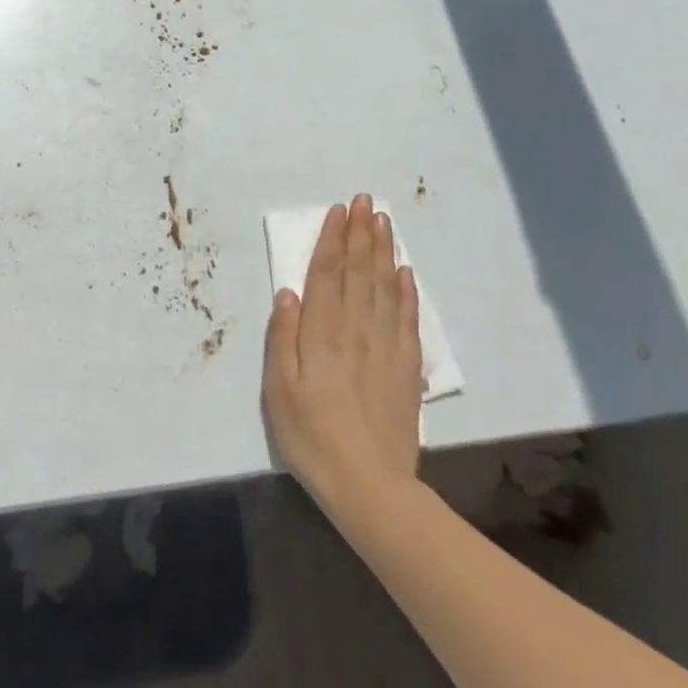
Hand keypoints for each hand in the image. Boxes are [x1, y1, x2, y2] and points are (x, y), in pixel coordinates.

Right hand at [264, 194, 422, 513]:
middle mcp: (356, 328)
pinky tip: (406, 272)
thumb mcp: (279, 389)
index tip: (339, 210)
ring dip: (384, 250)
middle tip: (365, 200)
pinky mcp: (407, 367)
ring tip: (383, 221)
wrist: (370, 487)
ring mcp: (386, 345)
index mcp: (322, 331)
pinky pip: (408, 318)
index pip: (328, 272)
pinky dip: (407, 290)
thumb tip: (289, 291)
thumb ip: (282, 337)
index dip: (333, 239)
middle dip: (361, 232)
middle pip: (360, 270)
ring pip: (385, 286)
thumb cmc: (312, 436)